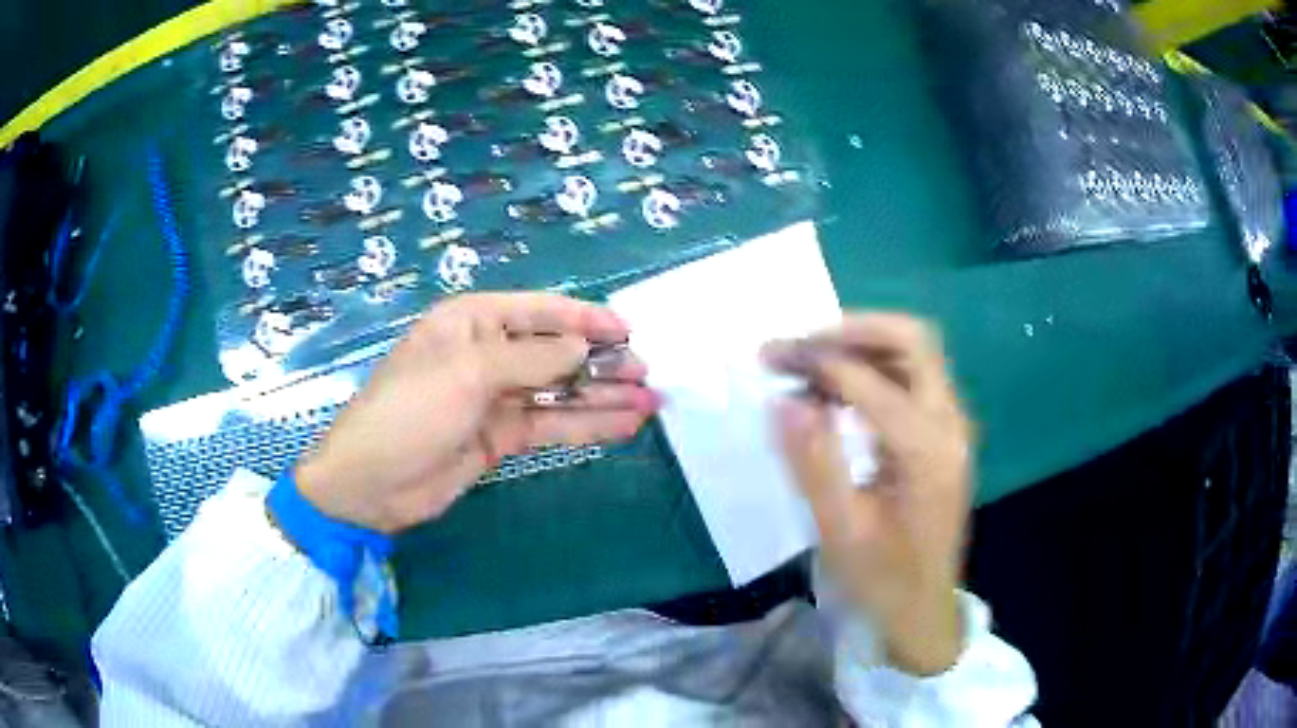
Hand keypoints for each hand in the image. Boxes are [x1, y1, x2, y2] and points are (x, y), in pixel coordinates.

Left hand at [296, 293, 658, 533]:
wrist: (371, 485)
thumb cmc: (409, 412)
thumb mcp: (467, 373)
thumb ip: (531, 358)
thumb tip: (585, 348)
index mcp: (472, 321)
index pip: (540, 310)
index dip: (586, 319)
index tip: (630, 333)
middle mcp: (487, 353)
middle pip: (555, 351)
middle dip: (600, 362)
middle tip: (645, 375)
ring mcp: (495, 397)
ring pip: (559, 392)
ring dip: (601, 397)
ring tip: (649, 402)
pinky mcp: (500, 436)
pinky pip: (550, 425)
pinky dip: (585, 425)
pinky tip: (622, 426)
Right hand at [763, 314, 971, 674]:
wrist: (923, 609)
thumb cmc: (881, 577)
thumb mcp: (840, 529)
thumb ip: (813, 461)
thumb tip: (784, 400)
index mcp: (926, 450)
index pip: (869, 379)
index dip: (816, 360)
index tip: (769, 355)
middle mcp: (950, 424)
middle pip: (912, 341)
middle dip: (852, 331)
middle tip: (800, 345)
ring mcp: (952, 426)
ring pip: (915, 354)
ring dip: (864, 345)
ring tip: (812, 361)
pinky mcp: (944, 435)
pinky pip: (914, 379)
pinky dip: (875, 369)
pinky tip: (839, 390)